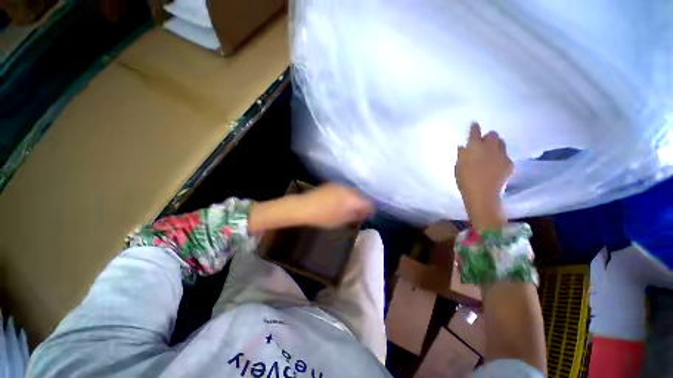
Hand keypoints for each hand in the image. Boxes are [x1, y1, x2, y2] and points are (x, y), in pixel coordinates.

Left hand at [298, 183, 372, 227]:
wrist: (304, 206)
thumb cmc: (324, 217)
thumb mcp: (342, 220)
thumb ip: (356, 216)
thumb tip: (364, 213)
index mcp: (352, 199)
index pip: (368, 202)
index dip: (370, 209)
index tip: (368, 215)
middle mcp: (348, 189)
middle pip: (361, 196)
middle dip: (362, 204)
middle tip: (358, 213)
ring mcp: (339, 185)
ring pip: (352, 192)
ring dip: (354, 199)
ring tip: (349, 208)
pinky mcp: (331, 184)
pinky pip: (344, 190)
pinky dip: (346, 195)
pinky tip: (339, 202)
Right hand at [455, 123, 512, 229]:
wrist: (482, 194)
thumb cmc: (465, 180)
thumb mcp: (458, 166)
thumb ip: (461, 155)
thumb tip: (463, 147)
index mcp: (474, 147)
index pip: (475, 132)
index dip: (474, 127)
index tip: (474, 124)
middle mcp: (490, 147)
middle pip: (493, 135)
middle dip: (488, 136)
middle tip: (483, 143)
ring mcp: (501, 155)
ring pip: (501, 143)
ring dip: (496, 145)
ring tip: (491, 152)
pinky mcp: (509, 163)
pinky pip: (505, 155)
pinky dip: (500, 157)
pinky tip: (496, 165)